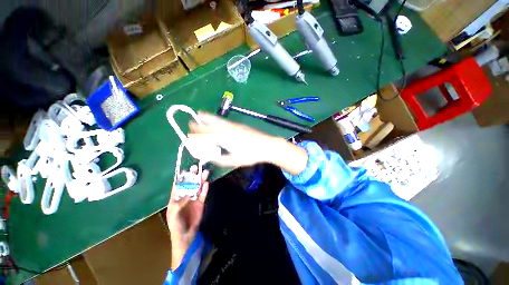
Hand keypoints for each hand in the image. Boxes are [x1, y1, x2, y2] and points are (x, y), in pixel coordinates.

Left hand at [166, 165, 209, 270]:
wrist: (186, 234)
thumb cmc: (176, 224)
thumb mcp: (173, 214)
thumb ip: (179, 203)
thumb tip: (187, 193)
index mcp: (176, 197)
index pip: (178, 185)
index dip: (181, 178)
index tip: (185, 171)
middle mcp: (185, 196)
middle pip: (190, 183)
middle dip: (192, 176)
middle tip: (196, 168)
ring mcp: (194, 198)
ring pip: (198, 187)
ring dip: (201, 180)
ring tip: (204, 172)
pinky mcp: (201, 202)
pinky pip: (203, 194)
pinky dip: (205, 188)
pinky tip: (206, 183)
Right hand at [189, 112, 307, 174]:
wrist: (266, 145)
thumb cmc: (251, 154)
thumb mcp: (235, 160)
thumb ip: (221, 159)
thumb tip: (211, 157)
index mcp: (224, 139)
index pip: (206, 137)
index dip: (197, 137)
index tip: (189, 137)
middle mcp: (227, 129)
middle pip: (210, 126)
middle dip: (199, 125)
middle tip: (191, 124)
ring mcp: (233, 125)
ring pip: (217, 120)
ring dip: (207, 118)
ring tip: (199, 114)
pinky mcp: (238, 124)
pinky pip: (224, 120)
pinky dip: (216, 118)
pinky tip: (215, 119)